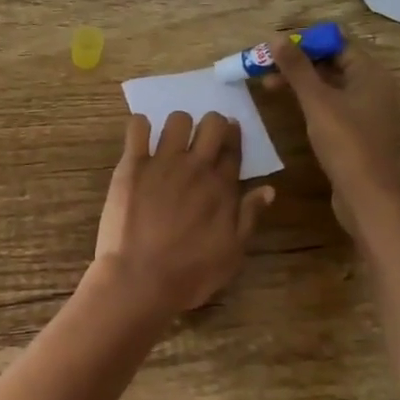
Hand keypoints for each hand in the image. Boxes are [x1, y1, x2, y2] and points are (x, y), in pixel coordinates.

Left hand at [95, 111, 275, 313]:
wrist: (139, 279)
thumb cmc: (189, 274)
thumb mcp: (232, 254)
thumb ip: (249, 217)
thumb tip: (268, 189)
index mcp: (222, 187)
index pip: (234, 148)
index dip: (234, 137)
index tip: (231, 134)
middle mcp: (196, 167)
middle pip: (212, 124)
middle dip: (212, 125)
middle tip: (203, 138)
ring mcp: (162, 162)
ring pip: (177, 120)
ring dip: (178, 127)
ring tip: (171, 142)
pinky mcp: (132, 165)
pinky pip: (137, 127)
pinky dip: (141, 127)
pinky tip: (141, 140)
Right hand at [264, 35, 399, 234]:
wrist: (368, 196)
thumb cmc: (345, 142)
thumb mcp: (317, 102)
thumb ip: (297, 69)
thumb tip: (276, 37)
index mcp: (371, 74)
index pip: (338, 43)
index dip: (306, 42)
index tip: (276, 47)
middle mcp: (374, 87)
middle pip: (333, 63)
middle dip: (299, 62)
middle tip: (266, 66)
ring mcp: (367, 110)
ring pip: (330, 85)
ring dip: (301, 82)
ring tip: (268, 85)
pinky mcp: (358, 131)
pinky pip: (333, 105)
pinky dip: (311, 101)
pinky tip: (289, 106)